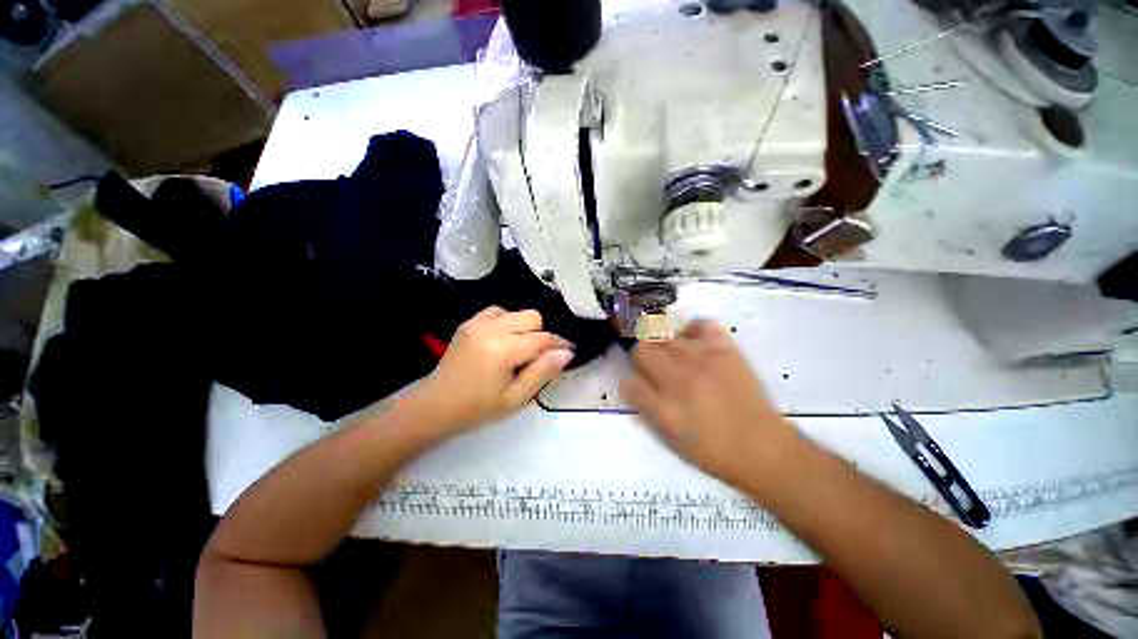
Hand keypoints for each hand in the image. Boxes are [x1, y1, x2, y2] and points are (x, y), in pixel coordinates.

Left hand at [416, 306, 573, 433]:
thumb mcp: (515, 399)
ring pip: (517, 312)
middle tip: (537, 358)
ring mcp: (477, 322)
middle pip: (532, 317)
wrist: (434, 406)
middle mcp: (490, 328)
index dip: (560, 344)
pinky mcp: (469, 322)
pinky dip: (508, 322)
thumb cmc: (476, 409)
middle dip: (541, 335)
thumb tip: (565, 353)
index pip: (542, 338)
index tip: (569, 352)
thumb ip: (542, 373)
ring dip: (525, 328)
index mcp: (502, 349)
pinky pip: (499, 311)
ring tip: (518, 351)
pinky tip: (503, 341)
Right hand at [619, 320, 799, 486]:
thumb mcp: (669, 437)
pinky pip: (701, 325)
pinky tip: (693, 341)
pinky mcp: (724, 350)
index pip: (629, 379)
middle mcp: (678, 378)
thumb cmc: (712, 450)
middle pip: (641, 350)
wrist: (761, 447)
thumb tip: (628, 382)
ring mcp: (702, 360)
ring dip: (660, 345)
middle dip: (640, 357)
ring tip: (671, 355)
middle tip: (651, 366)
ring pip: (664, 336)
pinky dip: (692, 329)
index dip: (627, 376)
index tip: (632, 377)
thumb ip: (645, 407)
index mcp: (663, 406)